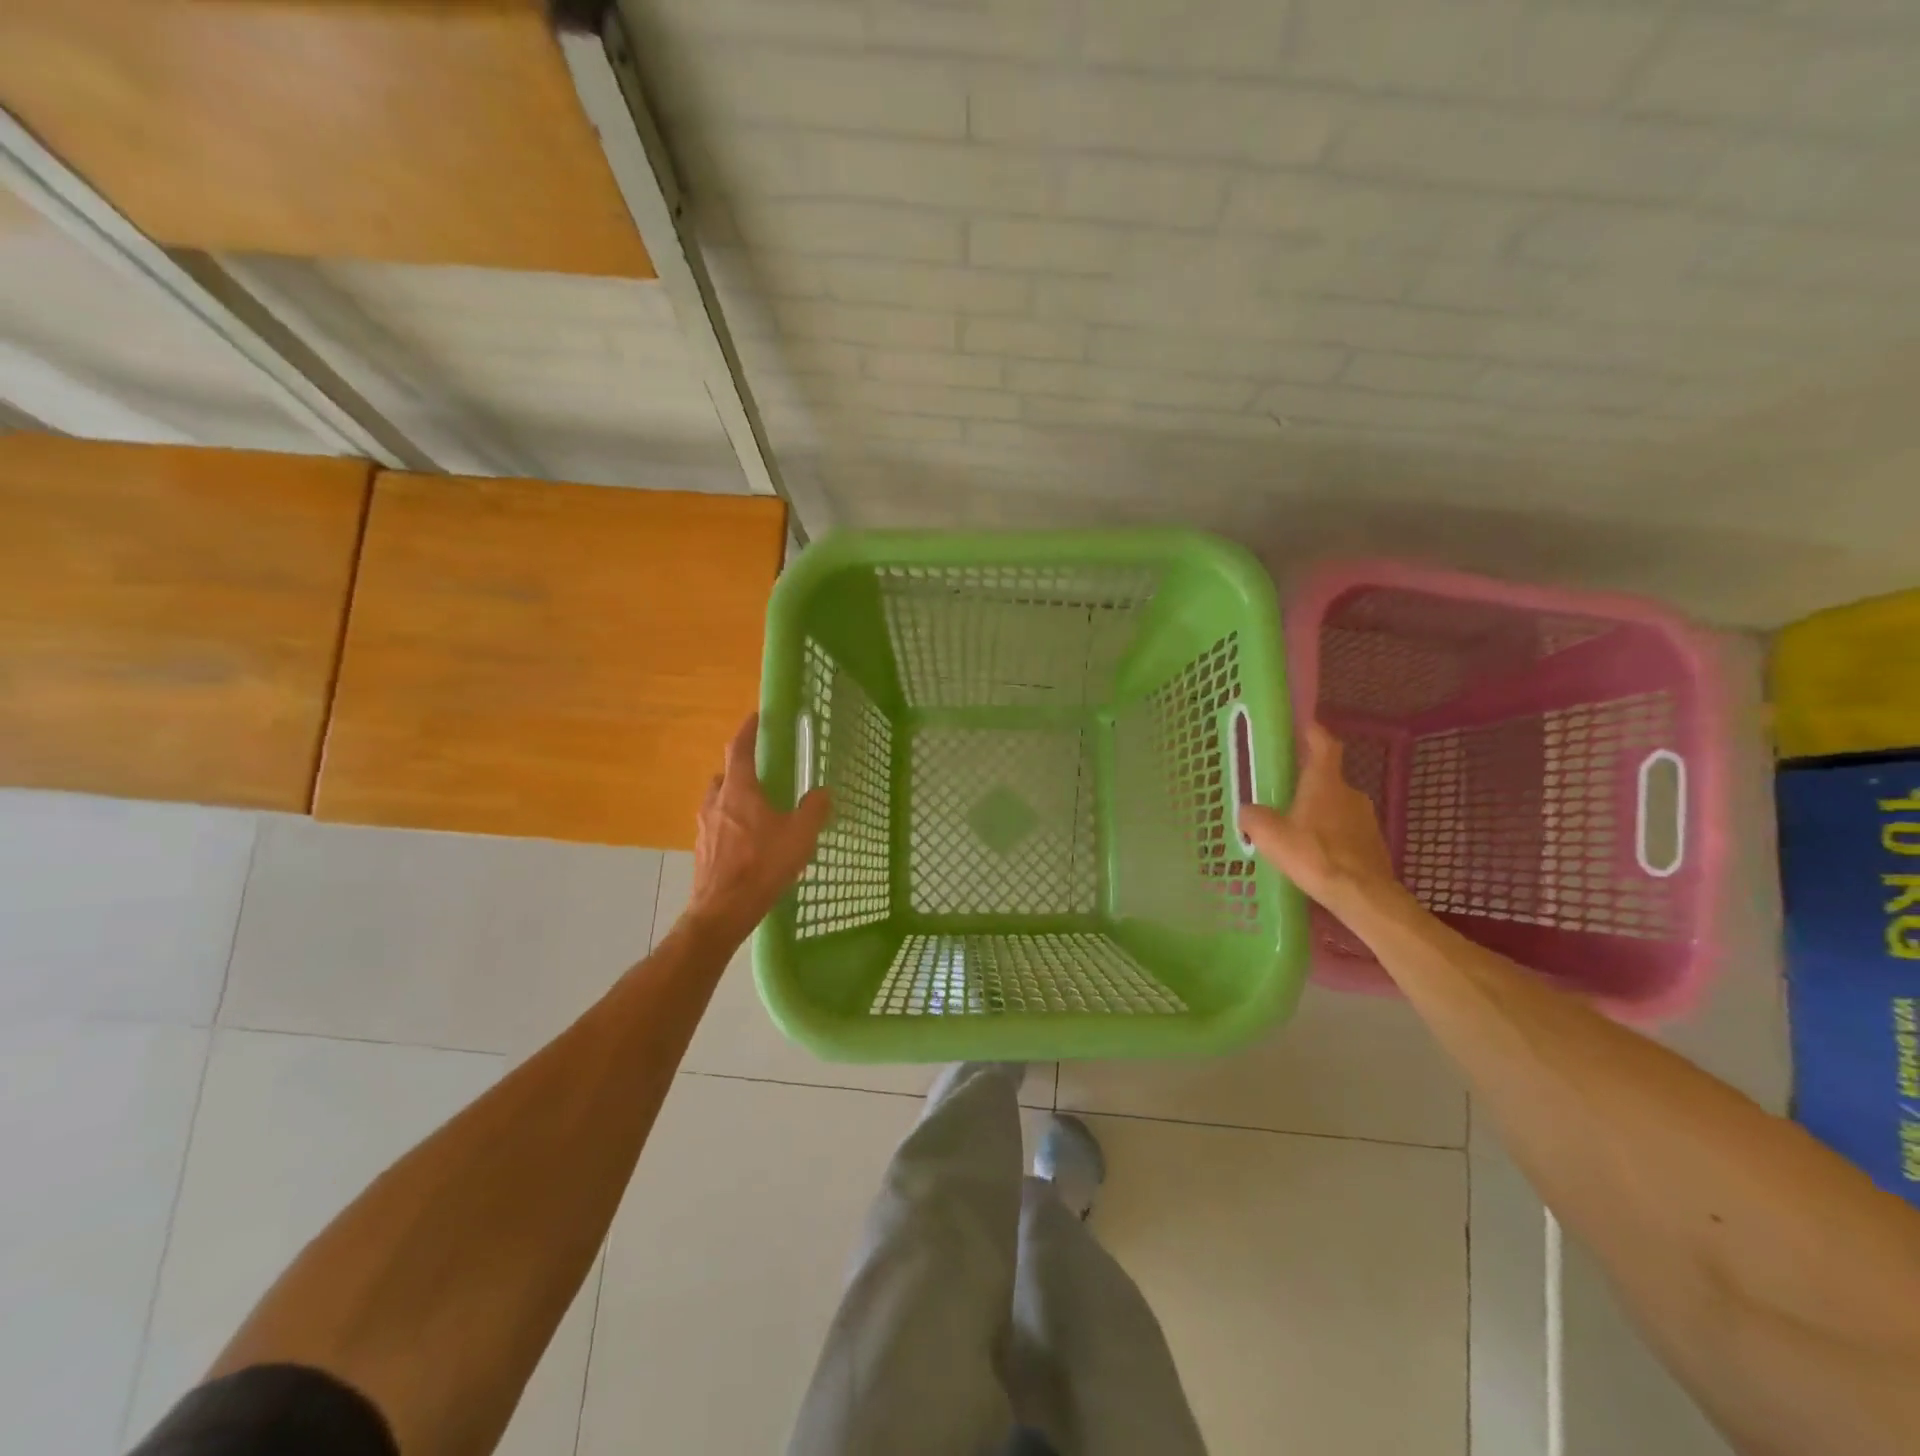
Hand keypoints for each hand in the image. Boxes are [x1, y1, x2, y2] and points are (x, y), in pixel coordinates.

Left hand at [687, 714, 831, 938]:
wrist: (723, 910)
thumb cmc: (762, 865)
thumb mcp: (800, 835)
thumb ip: (813, 810)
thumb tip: (821, 792)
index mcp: (739, 790)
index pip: (738, 749)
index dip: (747, 731)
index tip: (755, 717)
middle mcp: (716, 802)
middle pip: (724, 775)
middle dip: (740, 770)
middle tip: (761, 774)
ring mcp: (704, 828)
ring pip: (718, 802)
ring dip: (733, 799)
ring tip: (756, 811)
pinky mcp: (702, 850)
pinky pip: (716, 826)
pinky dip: (730, 825)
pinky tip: (748, 843)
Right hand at [1238, 723, 1400, 915]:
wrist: (1362, 895)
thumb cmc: (1314, 855)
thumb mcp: (1270, 835)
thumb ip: (1254, 818)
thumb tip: (1247, 811)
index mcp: (1325, 783)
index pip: (1324, 745)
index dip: (1314, 732)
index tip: (1304, 725)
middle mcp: (1349, 793)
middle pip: (1328, 779)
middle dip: (1308, 784)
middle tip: (1285, 795)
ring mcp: (1366, 819)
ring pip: (1337, 807)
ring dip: (1319, 813)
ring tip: (1296, 831)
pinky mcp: (1373, 844)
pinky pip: (1347, 831)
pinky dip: (1331, 836)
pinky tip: (1315, 855)